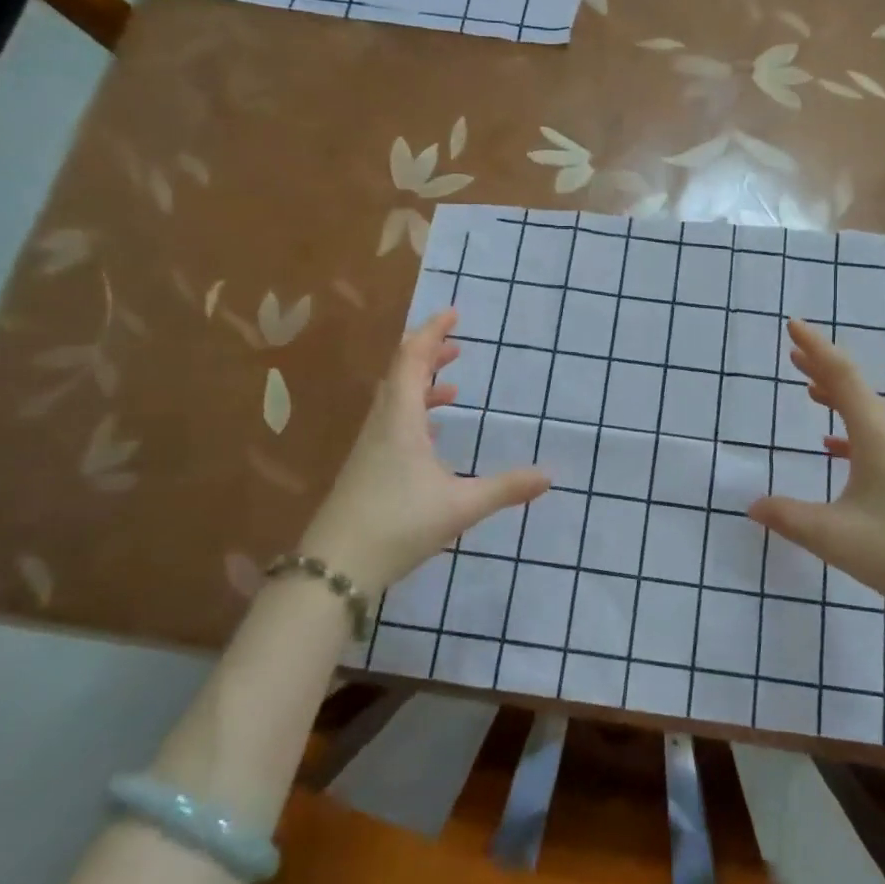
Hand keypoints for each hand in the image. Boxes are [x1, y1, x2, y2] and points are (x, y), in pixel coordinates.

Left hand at [299, 309, 549, 591]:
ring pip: (394, 401)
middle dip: (428, 355)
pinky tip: (432, 438)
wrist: (335, 569)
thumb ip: (505, 488)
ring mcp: (369, 448)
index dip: (431, 332)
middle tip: (456, 346)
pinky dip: (414, 415)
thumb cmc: (398, 525)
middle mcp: (382, 425)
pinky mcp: (365, 470)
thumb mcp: (460, 506)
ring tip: (451, 389)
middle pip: (400, 374)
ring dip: (421, 386)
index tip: (452, 314)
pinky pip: (392, 425)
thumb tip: (549, 476)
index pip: (412, 359)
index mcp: (401, 420)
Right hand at [748, 318, 884, 610]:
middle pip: (856, 389)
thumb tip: (752, 506)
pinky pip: (877, 439)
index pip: (842, 376)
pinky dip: (850, 431)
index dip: (816, 347)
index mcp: (876, 436)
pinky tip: (834, 448)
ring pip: (867, 414)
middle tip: (794, 352)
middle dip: (822, 367)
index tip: (792, 325)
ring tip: (810, 390)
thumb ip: (787, 517)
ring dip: (837, 398)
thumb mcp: (832, 535)